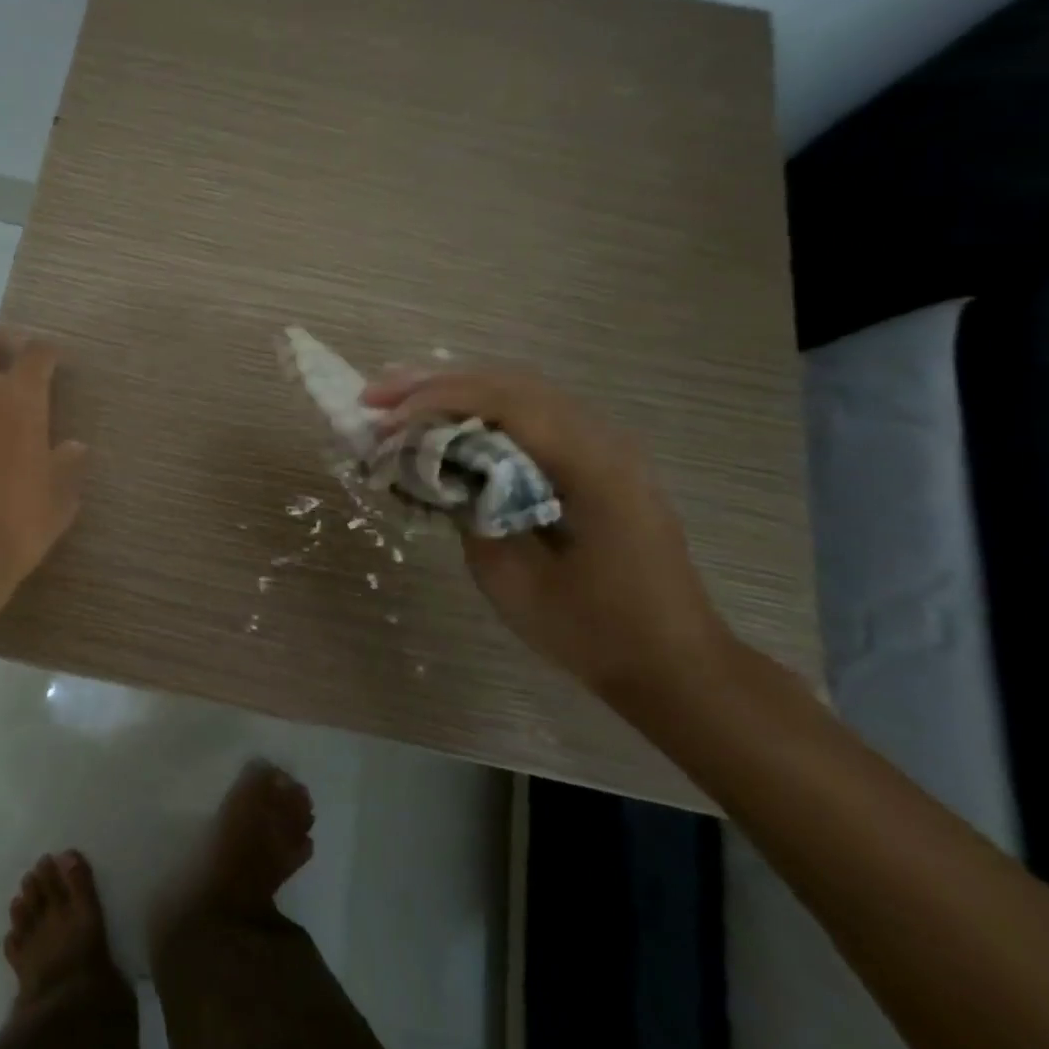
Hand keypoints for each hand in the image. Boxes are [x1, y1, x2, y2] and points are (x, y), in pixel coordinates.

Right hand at [362, 364, 732, 699]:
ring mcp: (604, 445)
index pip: (503, 403)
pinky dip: (480, 409)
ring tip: (398, 400)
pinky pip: (531, 414)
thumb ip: (468, 511)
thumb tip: (432, 470)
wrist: (673, 664)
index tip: (383, 420)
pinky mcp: (596, 460)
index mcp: (590, 466)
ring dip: (454, 391)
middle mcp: (602, 439)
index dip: (434, 401)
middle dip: (434, 384)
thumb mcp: (512, 578)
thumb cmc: (591, 631)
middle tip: (374, 396)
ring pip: (519, 391)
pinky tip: (446, 421)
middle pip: (508, 383)